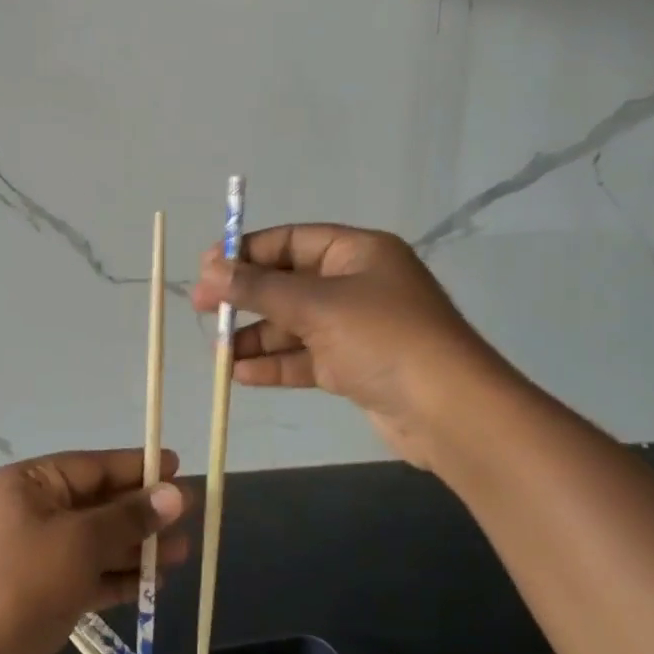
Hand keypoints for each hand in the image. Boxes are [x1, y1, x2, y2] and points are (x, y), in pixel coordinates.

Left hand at [0, 449, 186, 653]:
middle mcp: (30, 511)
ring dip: (137, 547)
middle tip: (188, 517)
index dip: (136, 467)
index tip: (176, 466)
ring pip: (96, 541)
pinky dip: (118, 576)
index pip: (93, 465)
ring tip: (182, 554)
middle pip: (97, 503)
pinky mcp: (42, 592)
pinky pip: (88, 573)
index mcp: (30, 483)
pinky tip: (154, 584)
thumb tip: (175, 493)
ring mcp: (35, 554)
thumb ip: (130, 517)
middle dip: (142, 513)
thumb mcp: (83, 542)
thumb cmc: (26, 584)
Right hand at [190, 224, 492, 470]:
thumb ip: (258, 288)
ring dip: (256, 336)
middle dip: (246, 298)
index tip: (207, 268)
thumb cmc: (383, 338)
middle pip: (289, 283)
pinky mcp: (355, 367)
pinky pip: (306, 357)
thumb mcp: (315, 305)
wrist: (450, 412)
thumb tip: (208, 269)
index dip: (247, 252)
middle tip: (203, 310)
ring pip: (294, 324)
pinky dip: (275, 364)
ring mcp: (357, 328)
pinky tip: (241, 374)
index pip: (292, 240)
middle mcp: (357, 284)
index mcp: (357, 252)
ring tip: (218, 352)